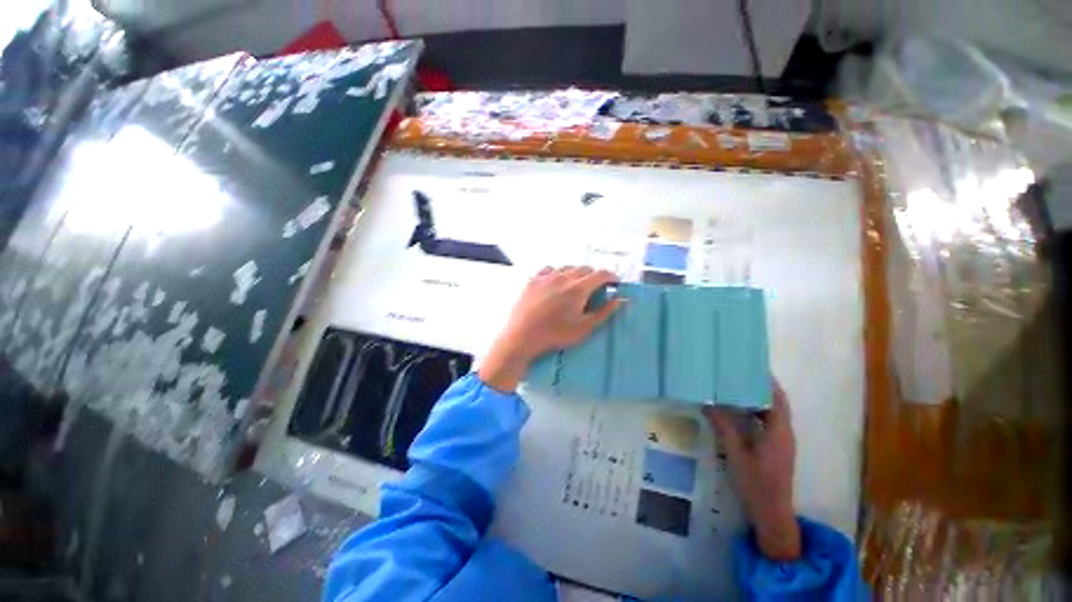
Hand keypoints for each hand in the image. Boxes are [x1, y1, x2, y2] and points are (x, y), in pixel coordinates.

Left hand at [478, 266, 622, 392]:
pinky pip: (549, 270)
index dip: (611, 277)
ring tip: (576, 285)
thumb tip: (621, 299)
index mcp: (579, 287)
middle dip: (594, 276)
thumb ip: (604, 312)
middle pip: (585, 268)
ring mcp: (546, 276)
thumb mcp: (585, 327)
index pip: (601, 274)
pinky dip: (557, 273)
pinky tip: (555, 282)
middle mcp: (564, 276)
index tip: (615, 283)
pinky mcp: (533, 280)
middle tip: (596, 288)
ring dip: (576, 273)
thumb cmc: (556, 334)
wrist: (522, 335)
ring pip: (567, 268)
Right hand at [704, 381, 800, 560]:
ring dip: (757, 400)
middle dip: (760, 388)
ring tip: (735, 388)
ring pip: (772, 414)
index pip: (778, 400)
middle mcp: (784, 433)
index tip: (752, 367)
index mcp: (779, 432)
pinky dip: (755, 413)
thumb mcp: (736, 453)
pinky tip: (738, 412)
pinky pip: (768, 423)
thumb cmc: (756, 483)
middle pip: (776, 404)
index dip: (768, 383)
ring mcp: (782, 442)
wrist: (772, 513)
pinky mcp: (776, 449)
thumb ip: (723, 427)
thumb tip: (707, 403)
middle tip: (738, 374)